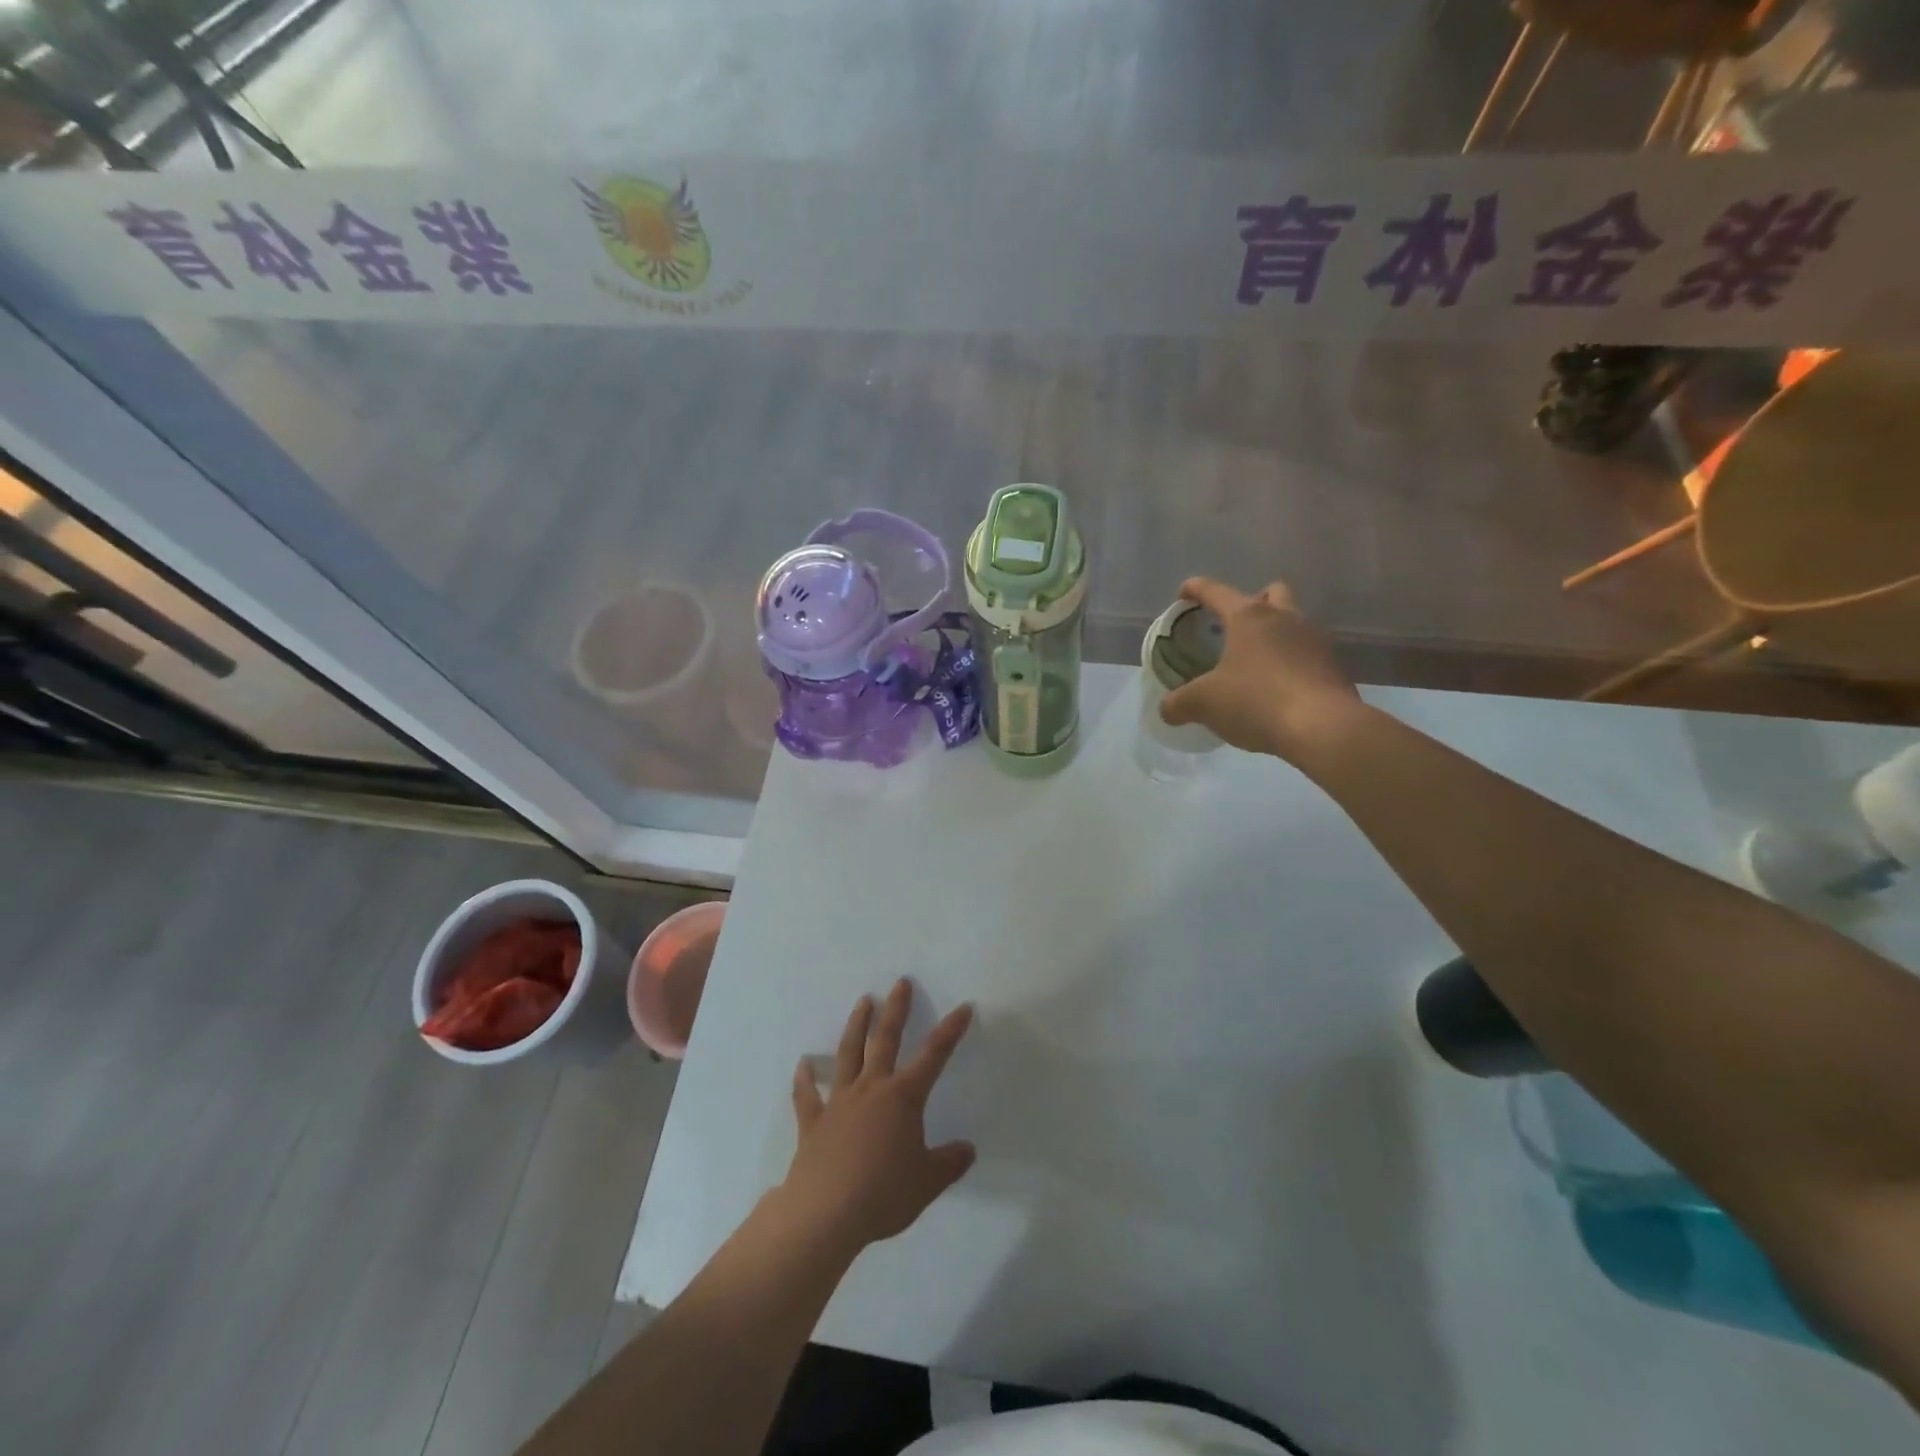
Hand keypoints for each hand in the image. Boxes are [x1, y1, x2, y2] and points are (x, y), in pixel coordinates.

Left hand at [779, 979, 975, 1255]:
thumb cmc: (883, 1194)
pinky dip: (805, 1079)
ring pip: (848, 1054)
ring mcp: (839, 1102)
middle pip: (886, 1040)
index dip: (950, 1031)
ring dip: (856, 1026)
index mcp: (903, 1098)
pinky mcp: (813, 1123)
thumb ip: (949, 1163)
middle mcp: (871, 1089)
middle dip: (896, 1010)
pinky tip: (803, 1064)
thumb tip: (968, 1150)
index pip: (934, 1056)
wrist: (825, 1213)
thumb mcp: (927, 1182)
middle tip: (900, 983)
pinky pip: (808, 1095)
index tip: (963, 1007)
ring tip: (863, 1002)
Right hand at [1160, 577, 1363, 760]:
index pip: (1215, 591)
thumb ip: (1179, 703)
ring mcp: (1314, 640)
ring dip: (1274, 634)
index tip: (1184, 594)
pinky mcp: (1333, 666)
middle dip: (1252, 602)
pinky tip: (1277, 688)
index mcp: (1249, 616)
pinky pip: (1306, 654)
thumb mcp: (1204, 704)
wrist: (1323, 728)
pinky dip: (1290, 663)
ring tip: (1254, 663)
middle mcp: (1285, 618)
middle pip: (1270, 592)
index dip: (1195, 589)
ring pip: (1292, 622)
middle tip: (1234, 627)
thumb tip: (1167, 709)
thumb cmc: (1256, 701)